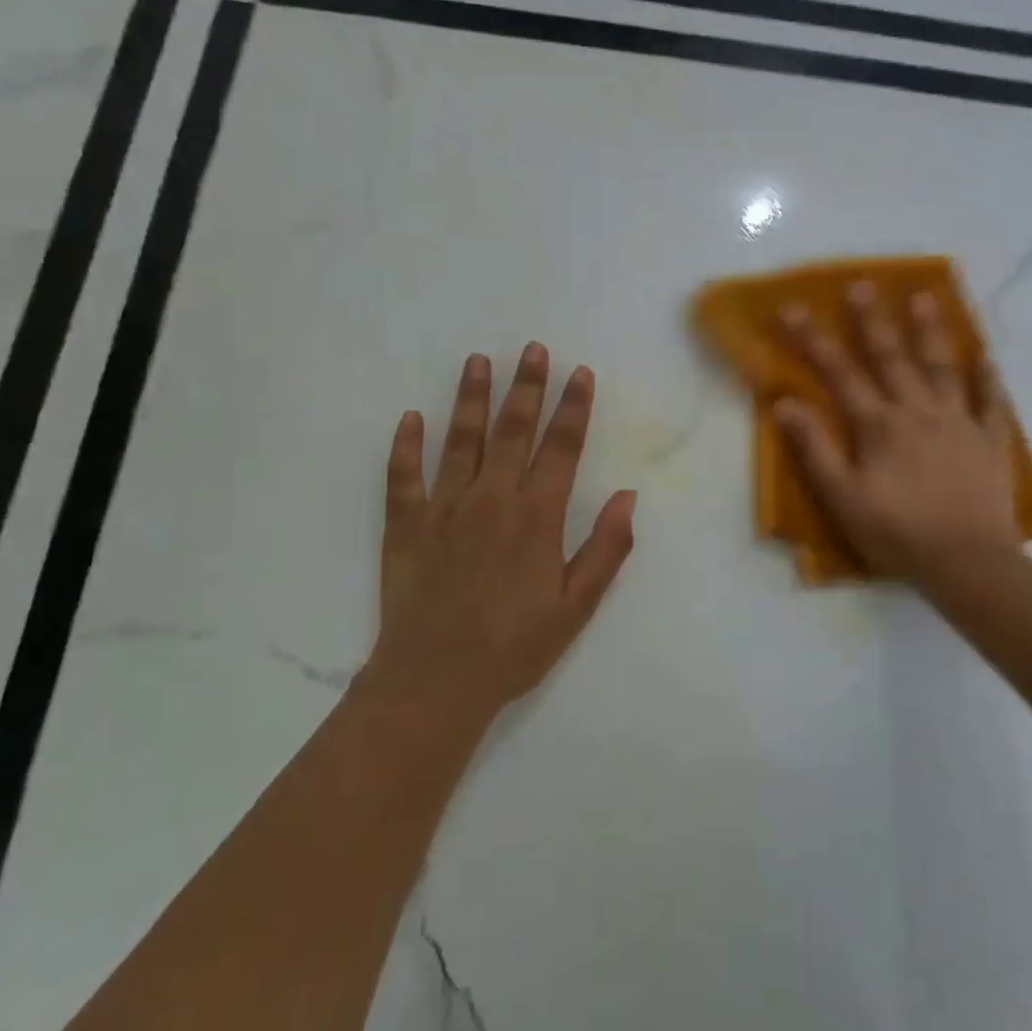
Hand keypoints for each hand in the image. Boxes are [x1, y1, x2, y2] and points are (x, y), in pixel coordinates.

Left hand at [366, 343, 636, 726]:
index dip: (573, 408)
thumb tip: (628, 496)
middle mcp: (491, 498)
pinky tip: (410, 418)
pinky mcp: (405, 525)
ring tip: (477, 361)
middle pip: (512, 430)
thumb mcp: (576, 605)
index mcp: (536, 516)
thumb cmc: (515, 645)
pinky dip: (405, 446)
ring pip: (459, 440)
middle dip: (526, 386)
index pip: (561, 447)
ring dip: (471, 398)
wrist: (435, 681)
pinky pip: (403, 476)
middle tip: (532, 349)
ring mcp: (443, 508)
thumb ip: (606, 548)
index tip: (579, 373)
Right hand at [775, 283, 1021, 598]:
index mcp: (879, 424)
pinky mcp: (991, 441)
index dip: (812, 339)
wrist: (967, 563)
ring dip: (931, 331)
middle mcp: (918, 411)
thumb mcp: (842, 497)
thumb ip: (814, 448)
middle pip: (892, 357)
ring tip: (924, 297)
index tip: (792, 308)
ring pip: (943, 367)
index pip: (839, 372)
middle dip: (873, 320)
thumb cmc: (896, 533)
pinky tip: (987, 358)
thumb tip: (785, 402)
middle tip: (863, 284)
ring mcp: (960, 422)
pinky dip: (989, 379)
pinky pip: (991, 403)